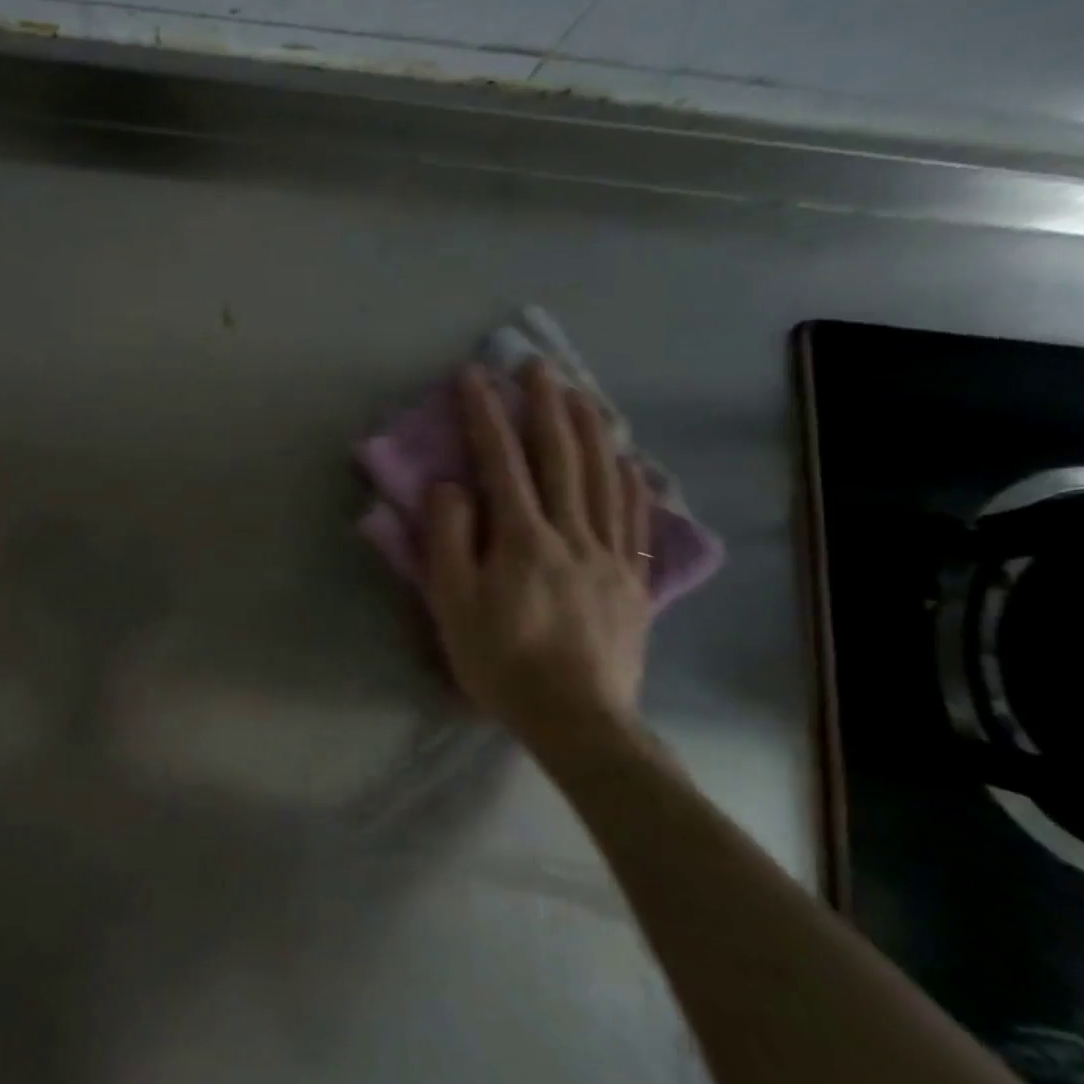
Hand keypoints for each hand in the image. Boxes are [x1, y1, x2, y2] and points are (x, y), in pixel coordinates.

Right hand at [421, 361, 651, 757]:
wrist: (576, 718)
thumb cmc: (500, 660)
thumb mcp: (451, 603)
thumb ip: (448, 538)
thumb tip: (451, 486)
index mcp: (522, 538)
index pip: (501, 461)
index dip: (485, 414)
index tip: (473, 375)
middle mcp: (571, 532)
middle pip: (561, 456)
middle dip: (545, 405)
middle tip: (536, 366)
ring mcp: (608, 553)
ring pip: (603, 476)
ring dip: (590, 428)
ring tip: (579, 393)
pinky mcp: (631, 577)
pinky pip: (635, 516)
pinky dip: (630, 479)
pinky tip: (627, 458)